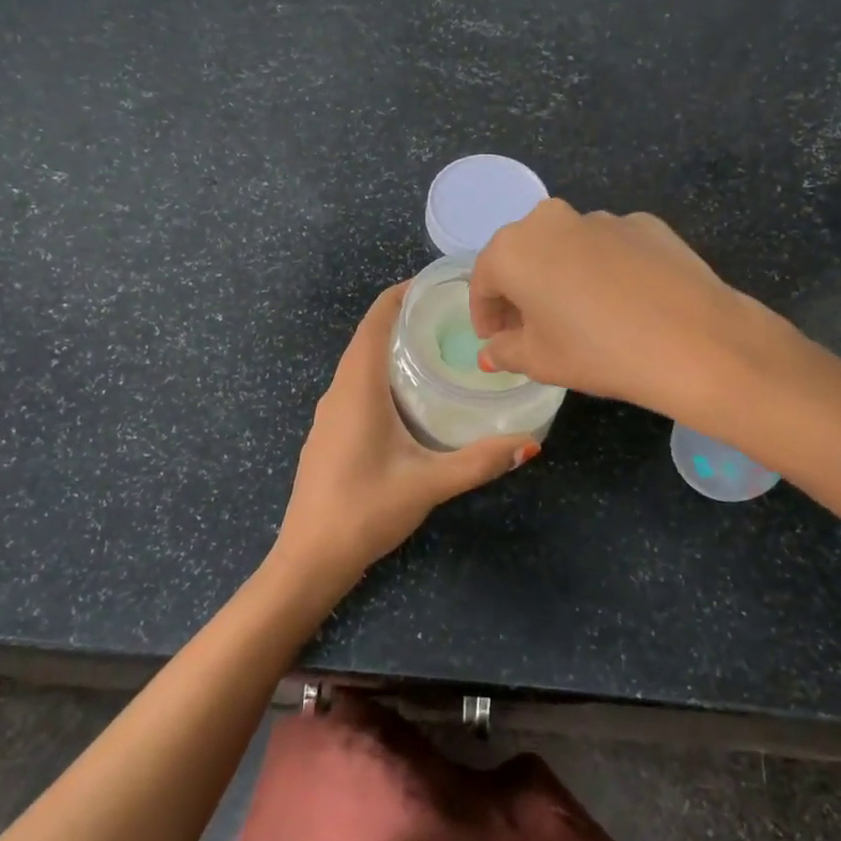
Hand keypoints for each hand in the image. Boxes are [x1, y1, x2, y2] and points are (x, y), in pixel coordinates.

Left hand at [271, 284, 537, 596]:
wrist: (309, 557)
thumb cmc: (365, 511)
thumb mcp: (428, 484)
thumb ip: (479, 462)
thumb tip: (531, 443)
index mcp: (357, 388)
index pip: (375, 321)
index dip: (401, 294)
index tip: (437, 283)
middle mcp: (338, 391)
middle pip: (368, 337)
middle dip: (405, 318)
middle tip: (453, 316)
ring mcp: (330, 414)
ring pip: (361, 363)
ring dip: (393, 347)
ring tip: (439, 347)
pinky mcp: (330, 433)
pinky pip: (357, 386)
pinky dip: (383, 373)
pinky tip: (412, 395)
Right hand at [469, 200, 811, 424]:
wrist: (694, 341)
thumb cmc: (597, 352)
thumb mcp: (539, 361)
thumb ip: (505, 350)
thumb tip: (493, 349)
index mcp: (514, 249)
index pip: (483, 280)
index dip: (484, 314)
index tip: (494, 339)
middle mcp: (552, 220)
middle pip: (523, 256)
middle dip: (520, 291)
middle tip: (530, 328)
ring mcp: (604, 218)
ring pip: (567, 248)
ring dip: (561, 276)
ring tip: (579, 317)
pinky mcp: (646, 224)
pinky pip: (609, 248)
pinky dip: (603, 270)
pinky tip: (622, 304)